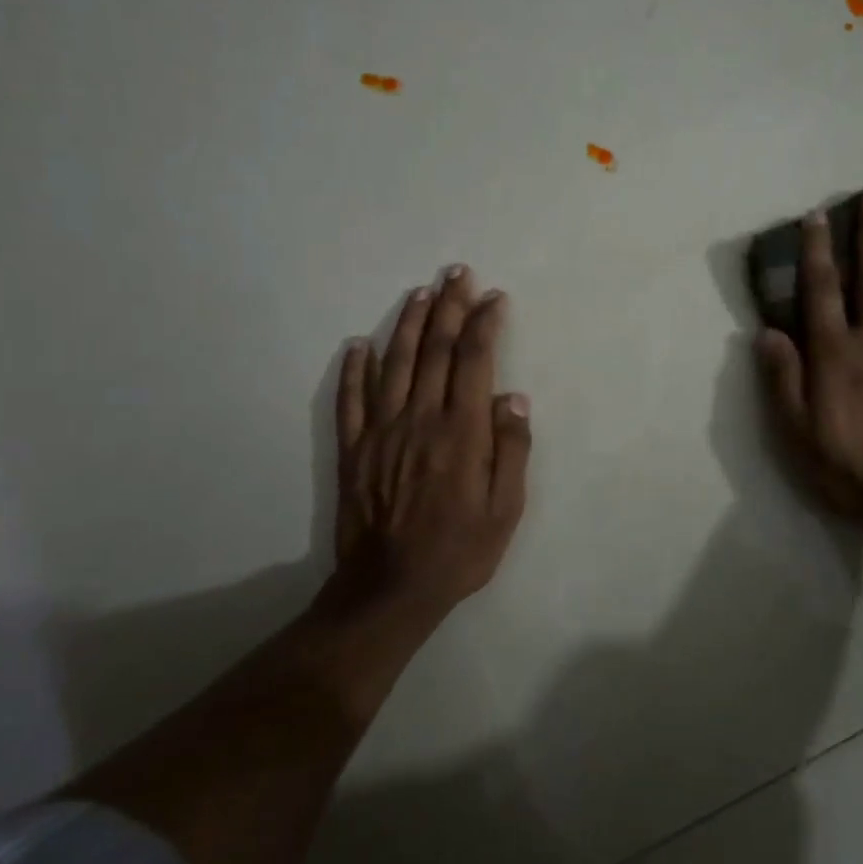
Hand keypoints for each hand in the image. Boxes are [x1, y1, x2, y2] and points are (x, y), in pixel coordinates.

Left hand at [322, 266, 531, 631]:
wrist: (390, 589)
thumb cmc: (459, 551)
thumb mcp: (505, 510)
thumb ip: (511, 450)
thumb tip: (512, 397)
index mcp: (461, 433)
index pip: (474, 361)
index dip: (485, 324)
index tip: (494, 298)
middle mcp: (420, 420)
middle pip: (435, 351)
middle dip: (449, 308)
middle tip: (456, 273)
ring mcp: (381, 432)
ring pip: (395, 364)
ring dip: (409, 324)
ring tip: (421, 293)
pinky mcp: (353, 450)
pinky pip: (350, 400)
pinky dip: (354, 369)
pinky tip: (359, 344)